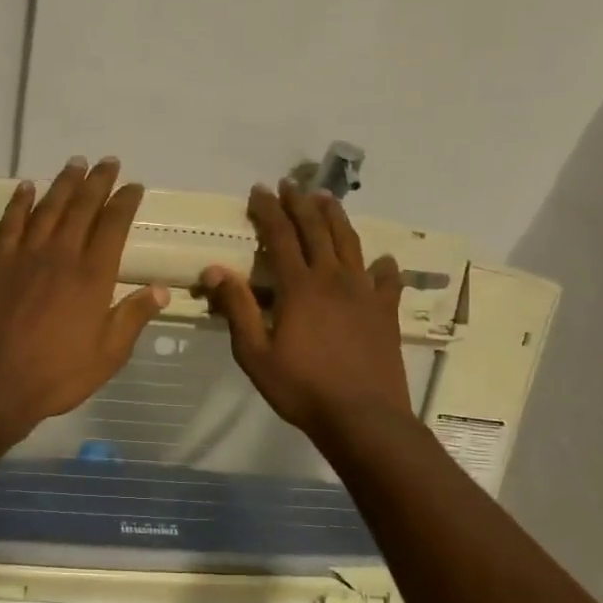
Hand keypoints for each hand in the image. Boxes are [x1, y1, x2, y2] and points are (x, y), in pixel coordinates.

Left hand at [0, 157, 169, 446]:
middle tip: (108, 162)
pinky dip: (20, 202)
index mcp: (93, 276)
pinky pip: (10, 222)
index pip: (113, 226)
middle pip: (83, 207)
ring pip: (48, 207)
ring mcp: (25, 255)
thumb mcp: (108, 355)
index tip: (134, 186)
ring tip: (76, 163)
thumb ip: (133, 317)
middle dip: (98, 182)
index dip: (125, 202)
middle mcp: (61, 255)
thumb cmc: (57, 375)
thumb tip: (161, 289)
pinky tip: (27, 187)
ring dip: (64, 183)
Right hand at [202, 181, 412, 444]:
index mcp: (299, 286)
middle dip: (300, 203)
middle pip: (317, 229)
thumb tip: (215, 269)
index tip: (259, 190)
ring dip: (336, 218)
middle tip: (290, 184)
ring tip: (327, 199)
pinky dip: (382, 266)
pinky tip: (380, 262)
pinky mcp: (386, 311)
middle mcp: (334, 278)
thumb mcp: (255, 353)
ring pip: (350, 243)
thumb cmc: (301, 388)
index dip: (268, 210)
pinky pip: (387, 279)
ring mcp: (364, 292)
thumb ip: (237, 308)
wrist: (362, 417)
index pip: (281, 235)